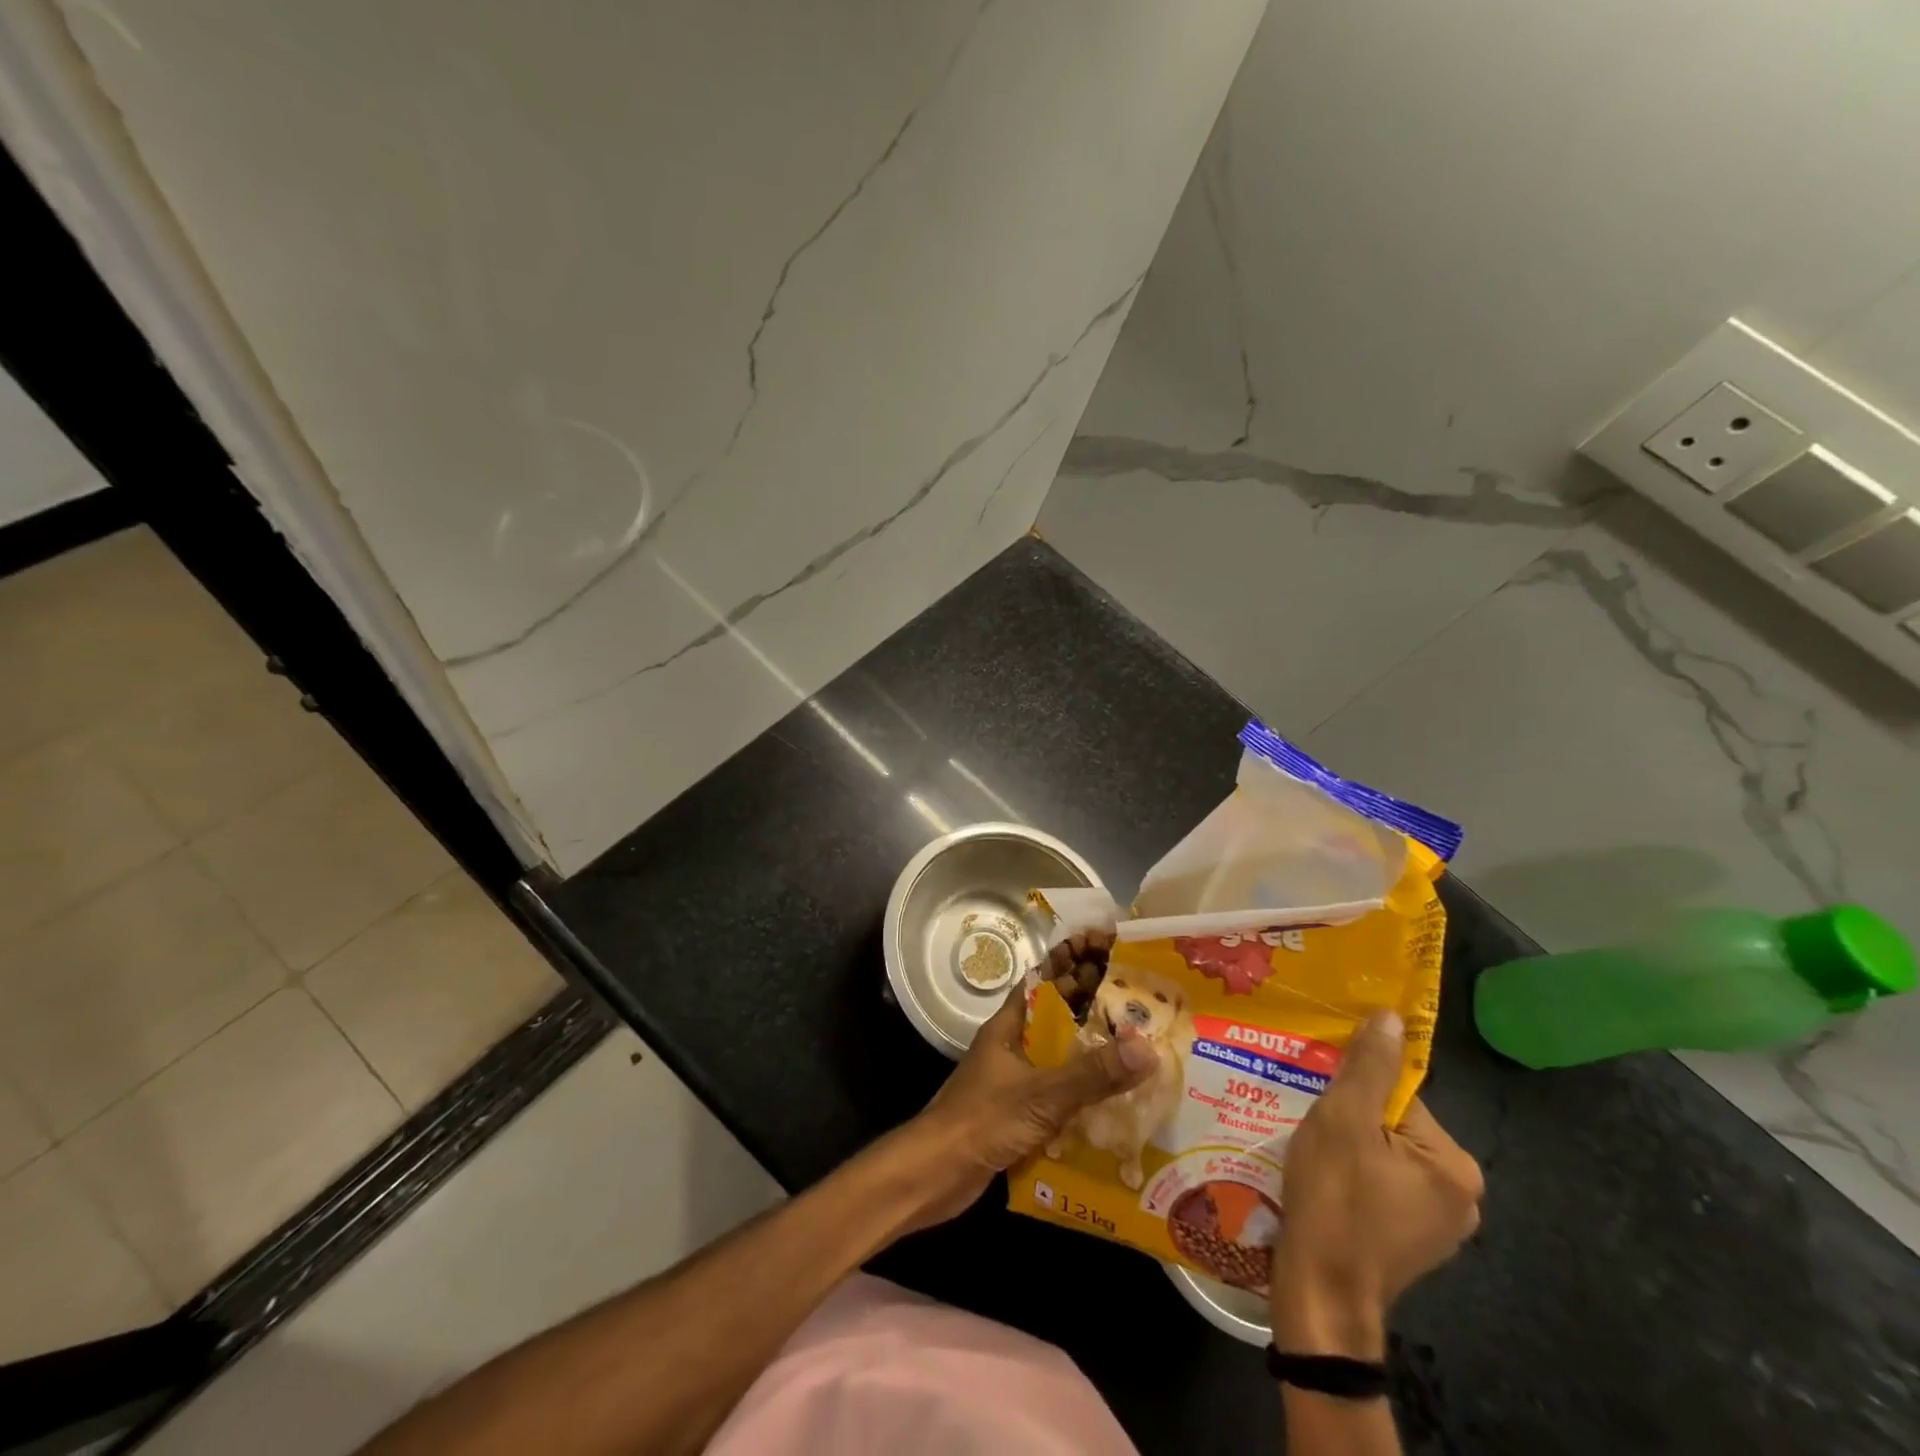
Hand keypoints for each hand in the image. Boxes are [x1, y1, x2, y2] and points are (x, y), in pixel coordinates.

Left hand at [900, 983, 1157, 1227]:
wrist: (936, 1174)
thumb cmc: (983, 1120)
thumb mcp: (1043, 1095)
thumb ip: (1093, 1073)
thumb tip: (1148, 1048)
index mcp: (1008, 1026)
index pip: (1043, 982)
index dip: (1073, 968)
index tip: (1113, 963)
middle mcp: (1010, 1046)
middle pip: (1055, 1022)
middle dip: (1092, 1018)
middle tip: (1140, 1016)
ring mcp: (1011, 1081)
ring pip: (1056, 1061)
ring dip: (1088, 1061)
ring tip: (1136, 1059)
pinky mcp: (1014, 1114)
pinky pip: (1053, 1097)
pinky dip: (1078, 1099)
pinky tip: (1111, 1109)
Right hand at [1270, 1011, 1482, 1358]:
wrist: (1321, 1292)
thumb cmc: (1335, 1199)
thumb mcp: (1342, 1121)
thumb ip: (1367, 1067)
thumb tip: (1391, 1016)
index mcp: (1455, 1164)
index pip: (1399, 1097)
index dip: (1354, 1093)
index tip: (1320, 1099)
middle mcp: (1461, 1195)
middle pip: (1393, 1126)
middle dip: (1351, 1120)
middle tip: (1310, 1124)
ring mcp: (1439, 1225)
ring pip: (1385, 1156)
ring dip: (1349, 1147)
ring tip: (1309, 1153)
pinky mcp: (1413, 1242)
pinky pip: (1383, 1187)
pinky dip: (1354, 1177)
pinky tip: (1323, 1183)